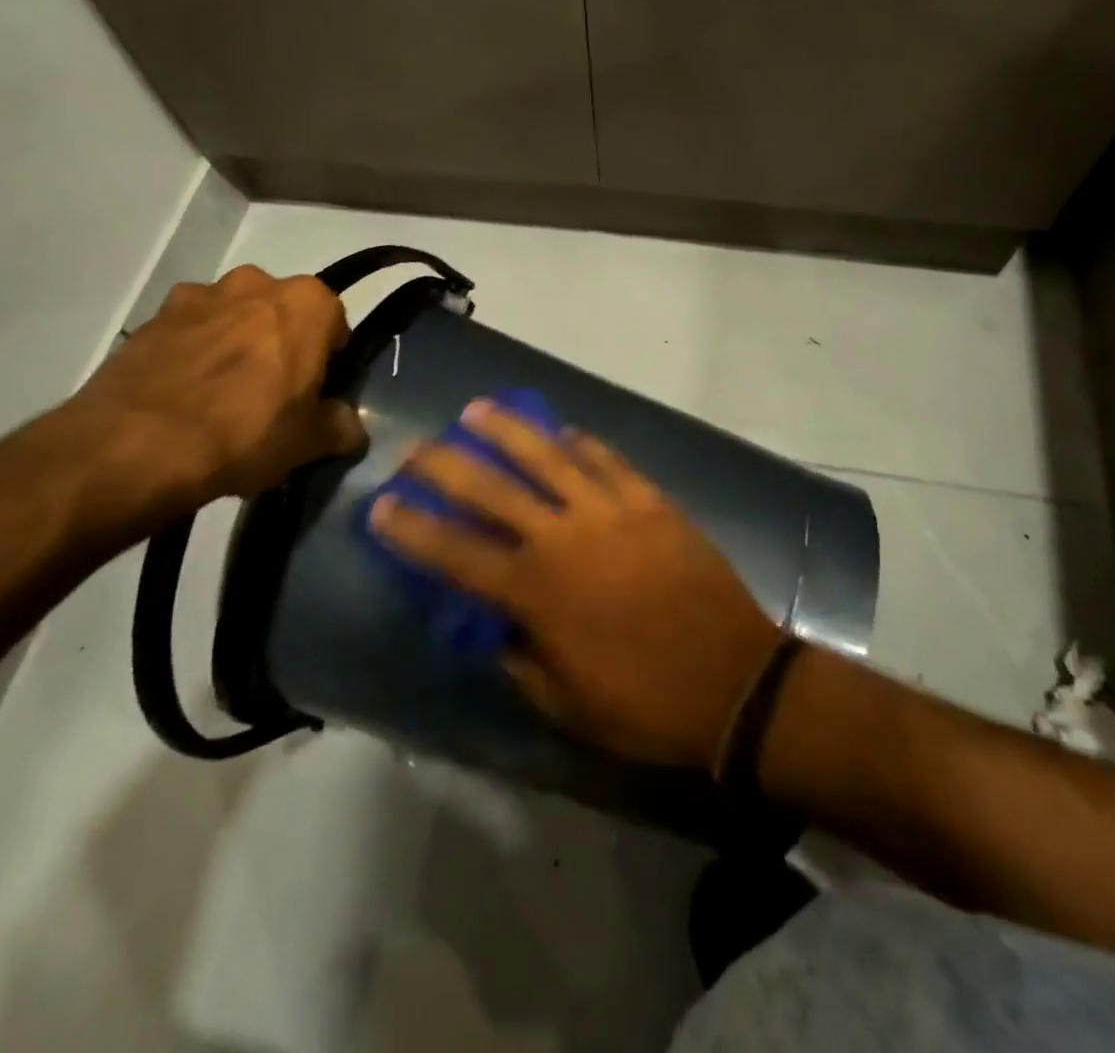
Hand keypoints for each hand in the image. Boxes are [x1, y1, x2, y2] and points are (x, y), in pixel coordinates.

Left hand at [69, 266, 363, 510]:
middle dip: (281, 343)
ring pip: (233, 317)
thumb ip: (341, 426)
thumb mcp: (311, 441)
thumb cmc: (246, 432)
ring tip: (221, 398)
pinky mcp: (151, 318)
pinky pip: (188, 331)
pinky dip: (192, 353)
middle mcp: (256, 283)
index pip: (335, 321)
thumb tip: (350, 427)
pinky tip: (184, 397)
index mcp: (307, 303)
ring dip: (235, 344)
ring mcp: (198, 296)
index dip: (329, 357)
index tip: (317, 390)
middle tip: (272, 394)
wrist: (136, 446)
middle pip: (282, 312)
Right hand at [370, 401, 782, 768]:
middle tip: (416, 447)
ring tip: (478, 409)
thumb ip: (520, 659)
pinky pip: (611, 462)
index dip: (412, 529)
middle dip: (445, 465)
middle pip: (492, 489)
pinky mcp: (652, 503)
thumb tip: (498, 627)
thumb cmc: (644, 704)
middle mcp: (564, 539)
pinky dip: (584, 444)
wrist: (734, 682)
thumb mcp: (565, 703)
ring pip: (550, 457)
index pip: (455, 553)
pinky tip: (566, 431)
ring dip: (509, 430)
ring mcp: (612, 513)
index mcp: (537, 592)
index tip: (380, 505)